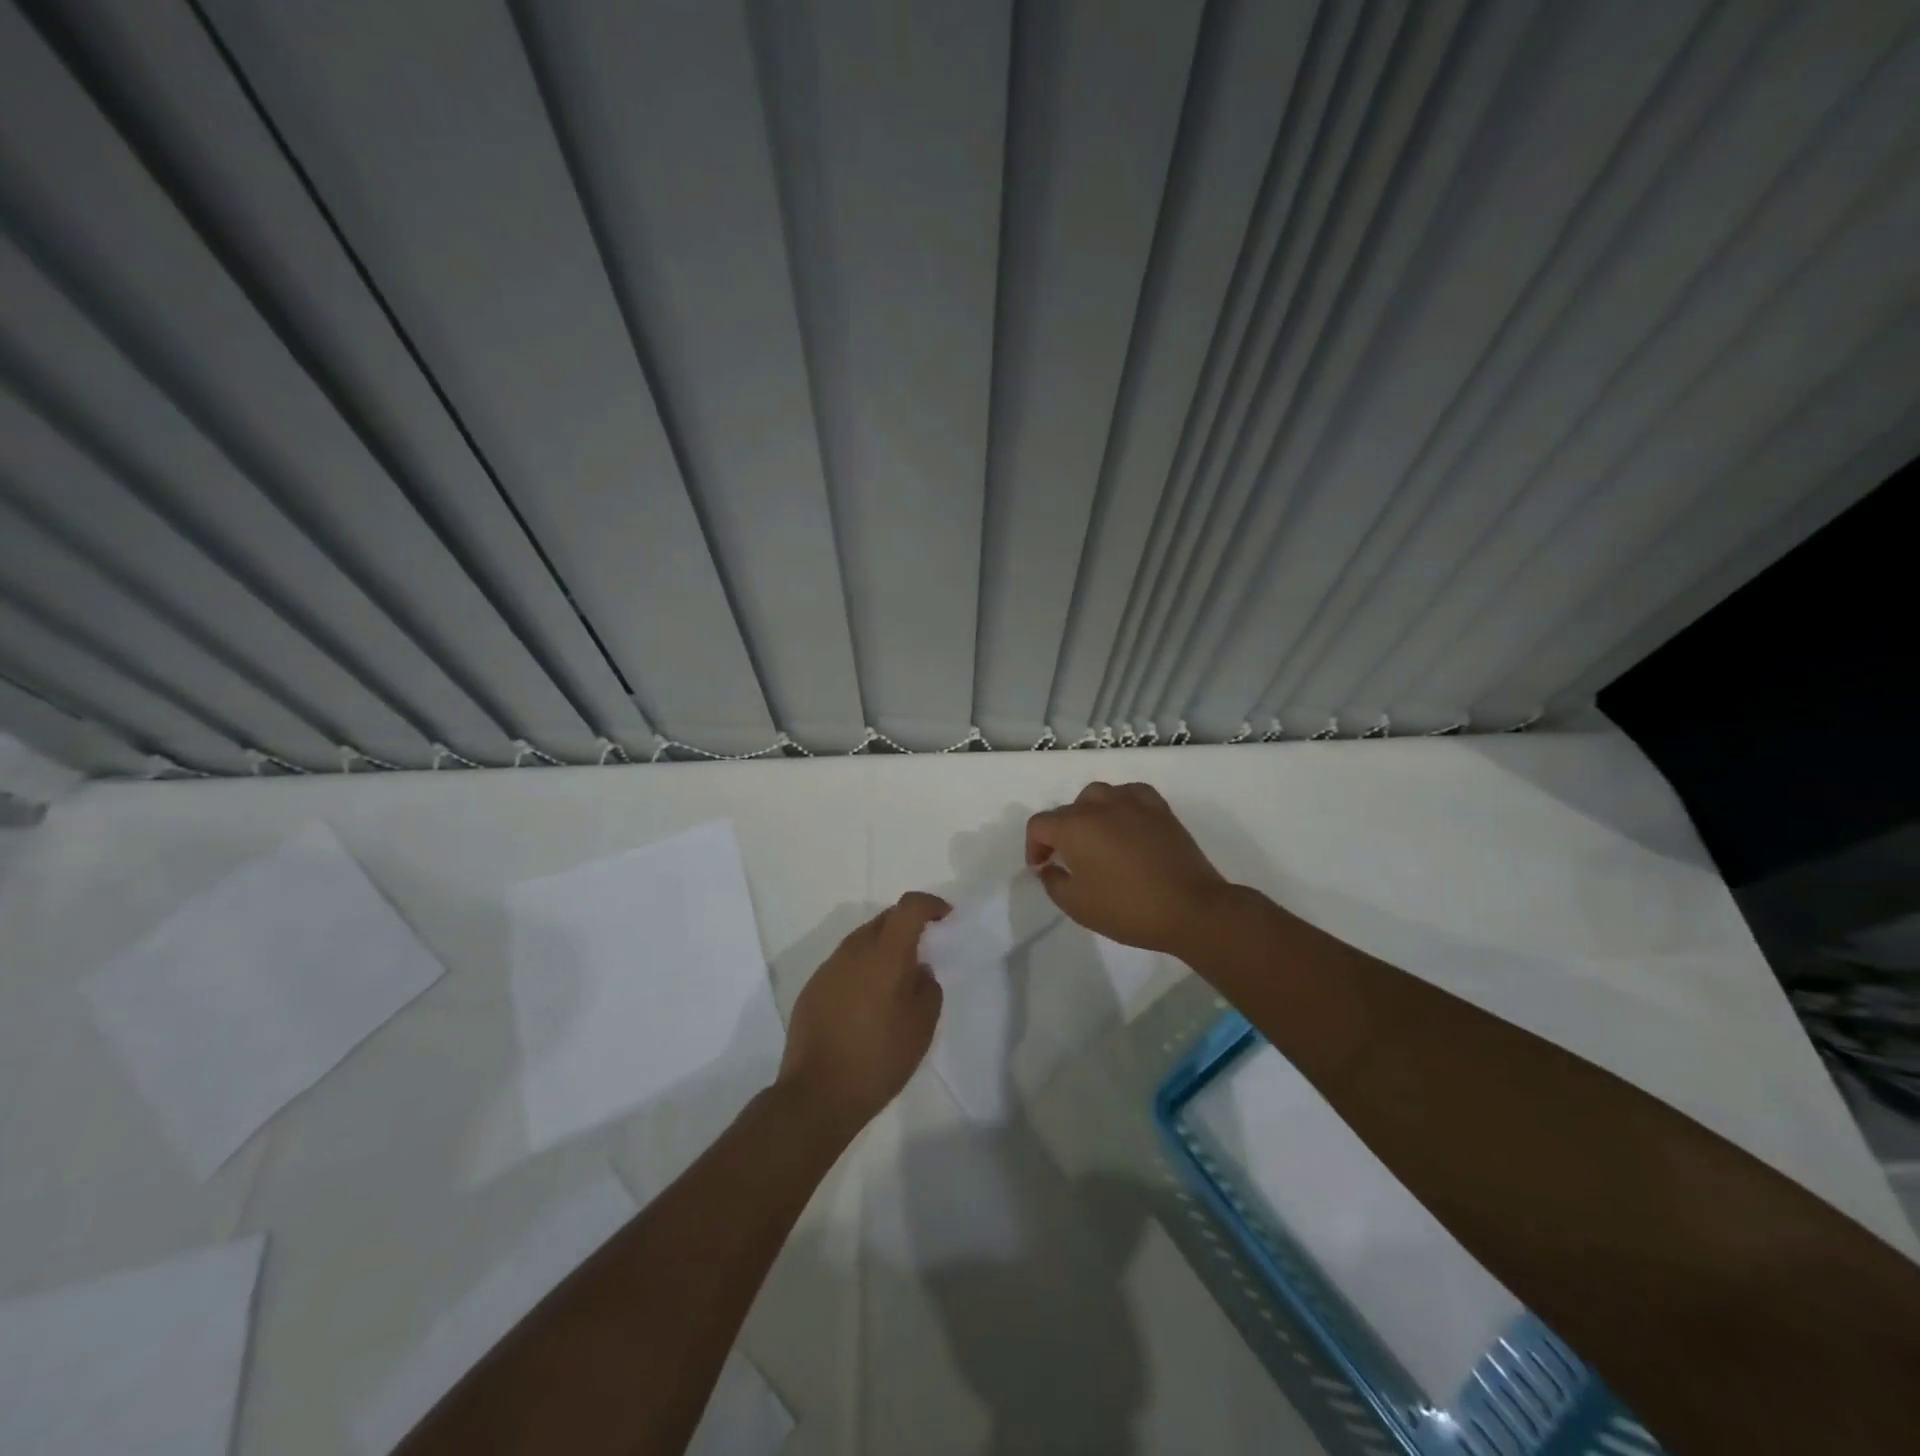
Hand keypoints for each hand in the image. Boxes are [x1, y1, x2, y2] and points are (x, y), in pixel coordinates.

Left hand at [777, 891, 948, 1134]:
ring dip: (882, 947)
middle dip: (907, 924)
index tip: (945, 916)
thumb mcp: (921, 1027)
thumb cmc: (879, 1059)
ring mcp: (829, 968)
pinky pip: (844, 963)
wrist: (817, 1094)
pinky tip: (868, 1001)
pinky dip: (862, 968)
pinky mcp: (812, 988)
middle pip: (884, 919)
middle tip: (924, 947)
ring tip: (896, 979)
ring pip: (862, 940)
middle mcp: (854, 951)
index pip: (909, 907)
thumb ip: (928, 988)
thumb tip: (918, 971)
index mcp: (885, 954)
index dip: (930, 904)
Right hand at [1025, 782, 1230, 954]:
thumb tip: (1050, 867)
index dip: (1034, 846)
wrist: (1190, 908)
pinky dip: (1121, 804)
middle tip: (1069, 860)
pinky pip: (1130, 794)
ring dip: (1089, 815)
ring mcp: (1132, 802)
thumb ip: (1053, 882)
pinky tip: (1126, 822)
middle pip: (1068, 810)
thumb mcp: (1077, 905)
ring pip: (1098, 795)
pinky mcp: (1159, 808)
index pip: (1039, 824)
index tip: (1043, 868)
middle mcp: (1099, 805)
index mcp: (1074, 827)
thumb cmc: (1127, 909)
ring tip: (1097, 840)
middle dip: (1061, 833)